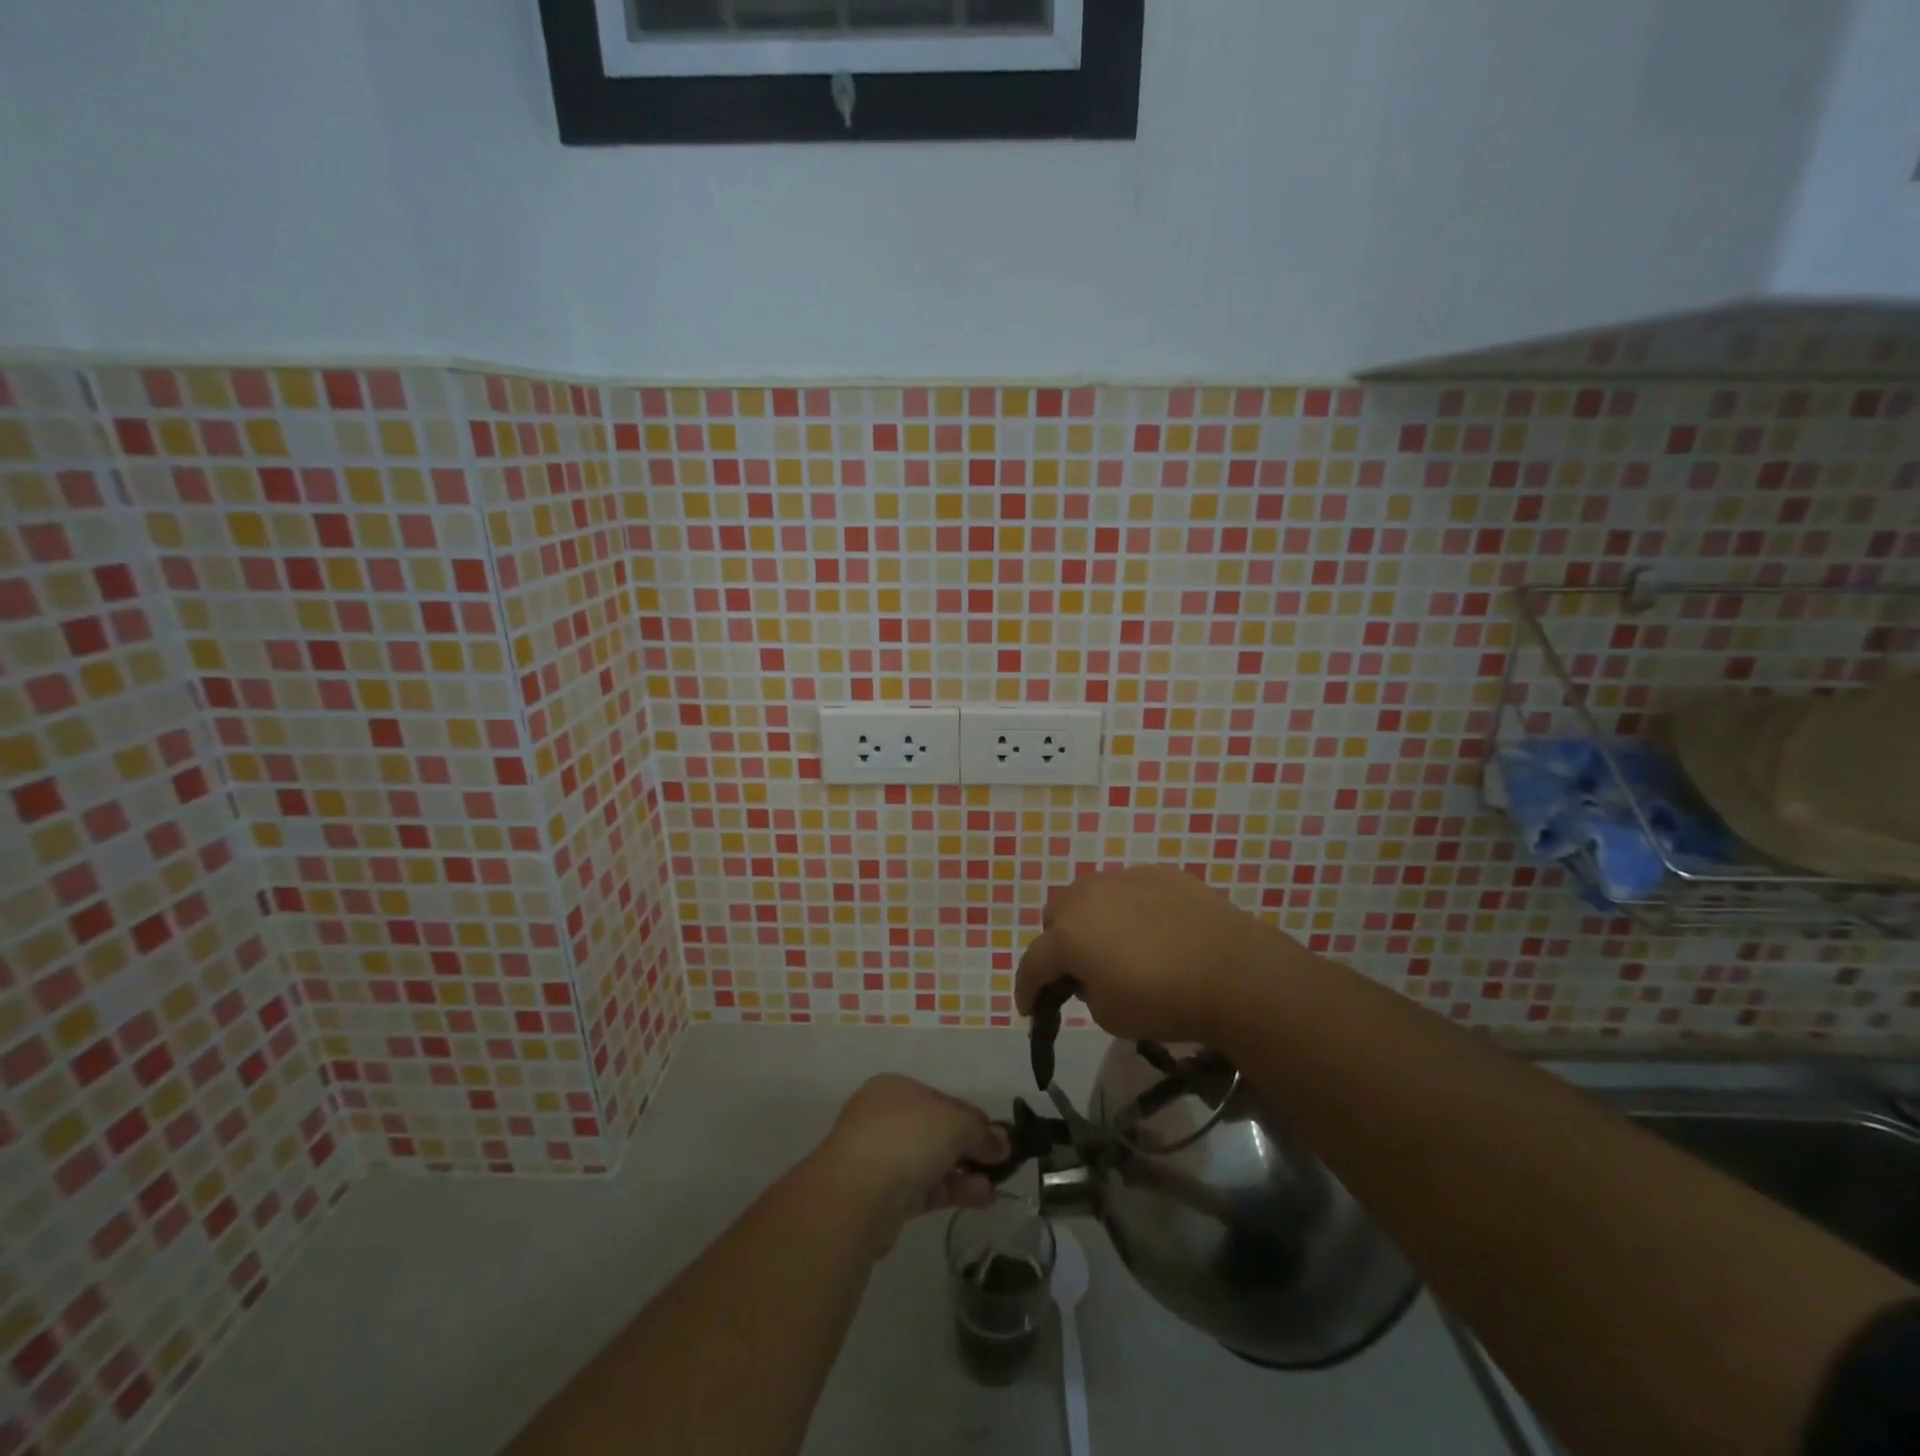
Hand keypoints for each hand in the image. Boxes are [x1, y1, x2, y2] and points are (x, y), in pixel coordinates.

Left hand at [817, 1075, 1008, 1251]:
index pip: (943, 1099)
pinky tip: (979, 1198)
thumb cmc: (907, 1137)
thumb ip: (981, 1132)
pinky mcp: (883, 1196)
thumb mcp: (955, 1123)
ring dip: (964, 1172)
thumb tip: (1003, 1142)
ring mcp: (881, 1158)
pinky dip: (951, 1191)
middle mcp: (885, 1118)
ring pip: (931, 1162)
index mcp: (895, 1088)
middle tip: (1000, 1164)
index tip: (999, 1137)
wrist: (856, 1193)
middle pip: (937, 1131)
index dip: (973, 1117)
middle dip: (969, 1147)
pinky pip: (924, 1188)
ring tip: (995, 1187)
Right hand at [1014, 866, 1293, 1047]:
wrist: (1232, 970)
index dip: (1027, 989)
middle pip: (1055, 916)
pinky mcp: (1159, 874)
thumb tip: (1092, 974)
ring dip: (1091, 919)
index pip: (1034, 963)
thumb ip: (1086, 990)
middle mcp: (1087, 897)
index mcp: (1068, 935)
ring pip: (1091, 894)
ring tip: (1116, 944)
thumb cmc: (1163, 1000)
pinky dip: (1129, 909)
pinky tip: (1153, 931)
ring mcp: (1124, 878)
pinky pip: (1129, 889)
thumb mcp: (1109, 1015)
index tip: (1030, 1010)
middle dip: (1058, 944)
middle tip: (1079, 969)